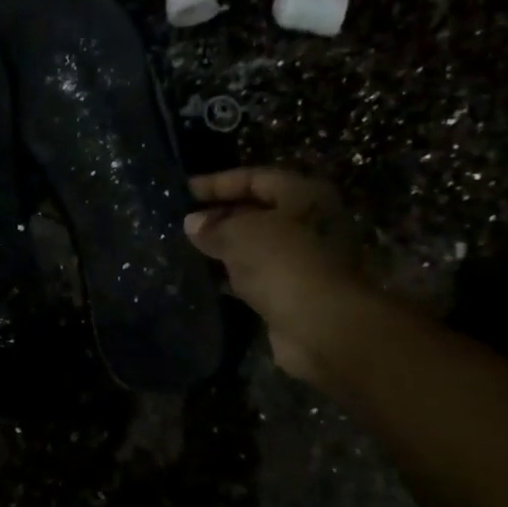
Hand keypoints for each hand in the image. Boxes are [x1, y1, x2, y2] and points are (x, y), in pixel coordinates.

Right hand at [184, 168, 367, 382]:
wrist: (322, 327)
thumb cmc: (284, 264)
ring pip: (257, 247)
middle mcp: (310, 223)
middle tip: (185, 224)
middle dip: (221, 216)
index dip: (218, 182)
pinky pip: (258, 276)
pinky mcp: (295, 293)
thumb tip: (193, 223)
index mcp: (304, 196)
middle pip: (258, 212)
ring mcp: (305, 260)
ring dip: (226, 249)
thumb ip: (214, 227)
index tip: (185, 191)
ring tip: (189, 250)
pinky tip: (207, 279)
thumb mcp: (240, 234)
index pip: (256, 179)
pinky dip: (234, 276)